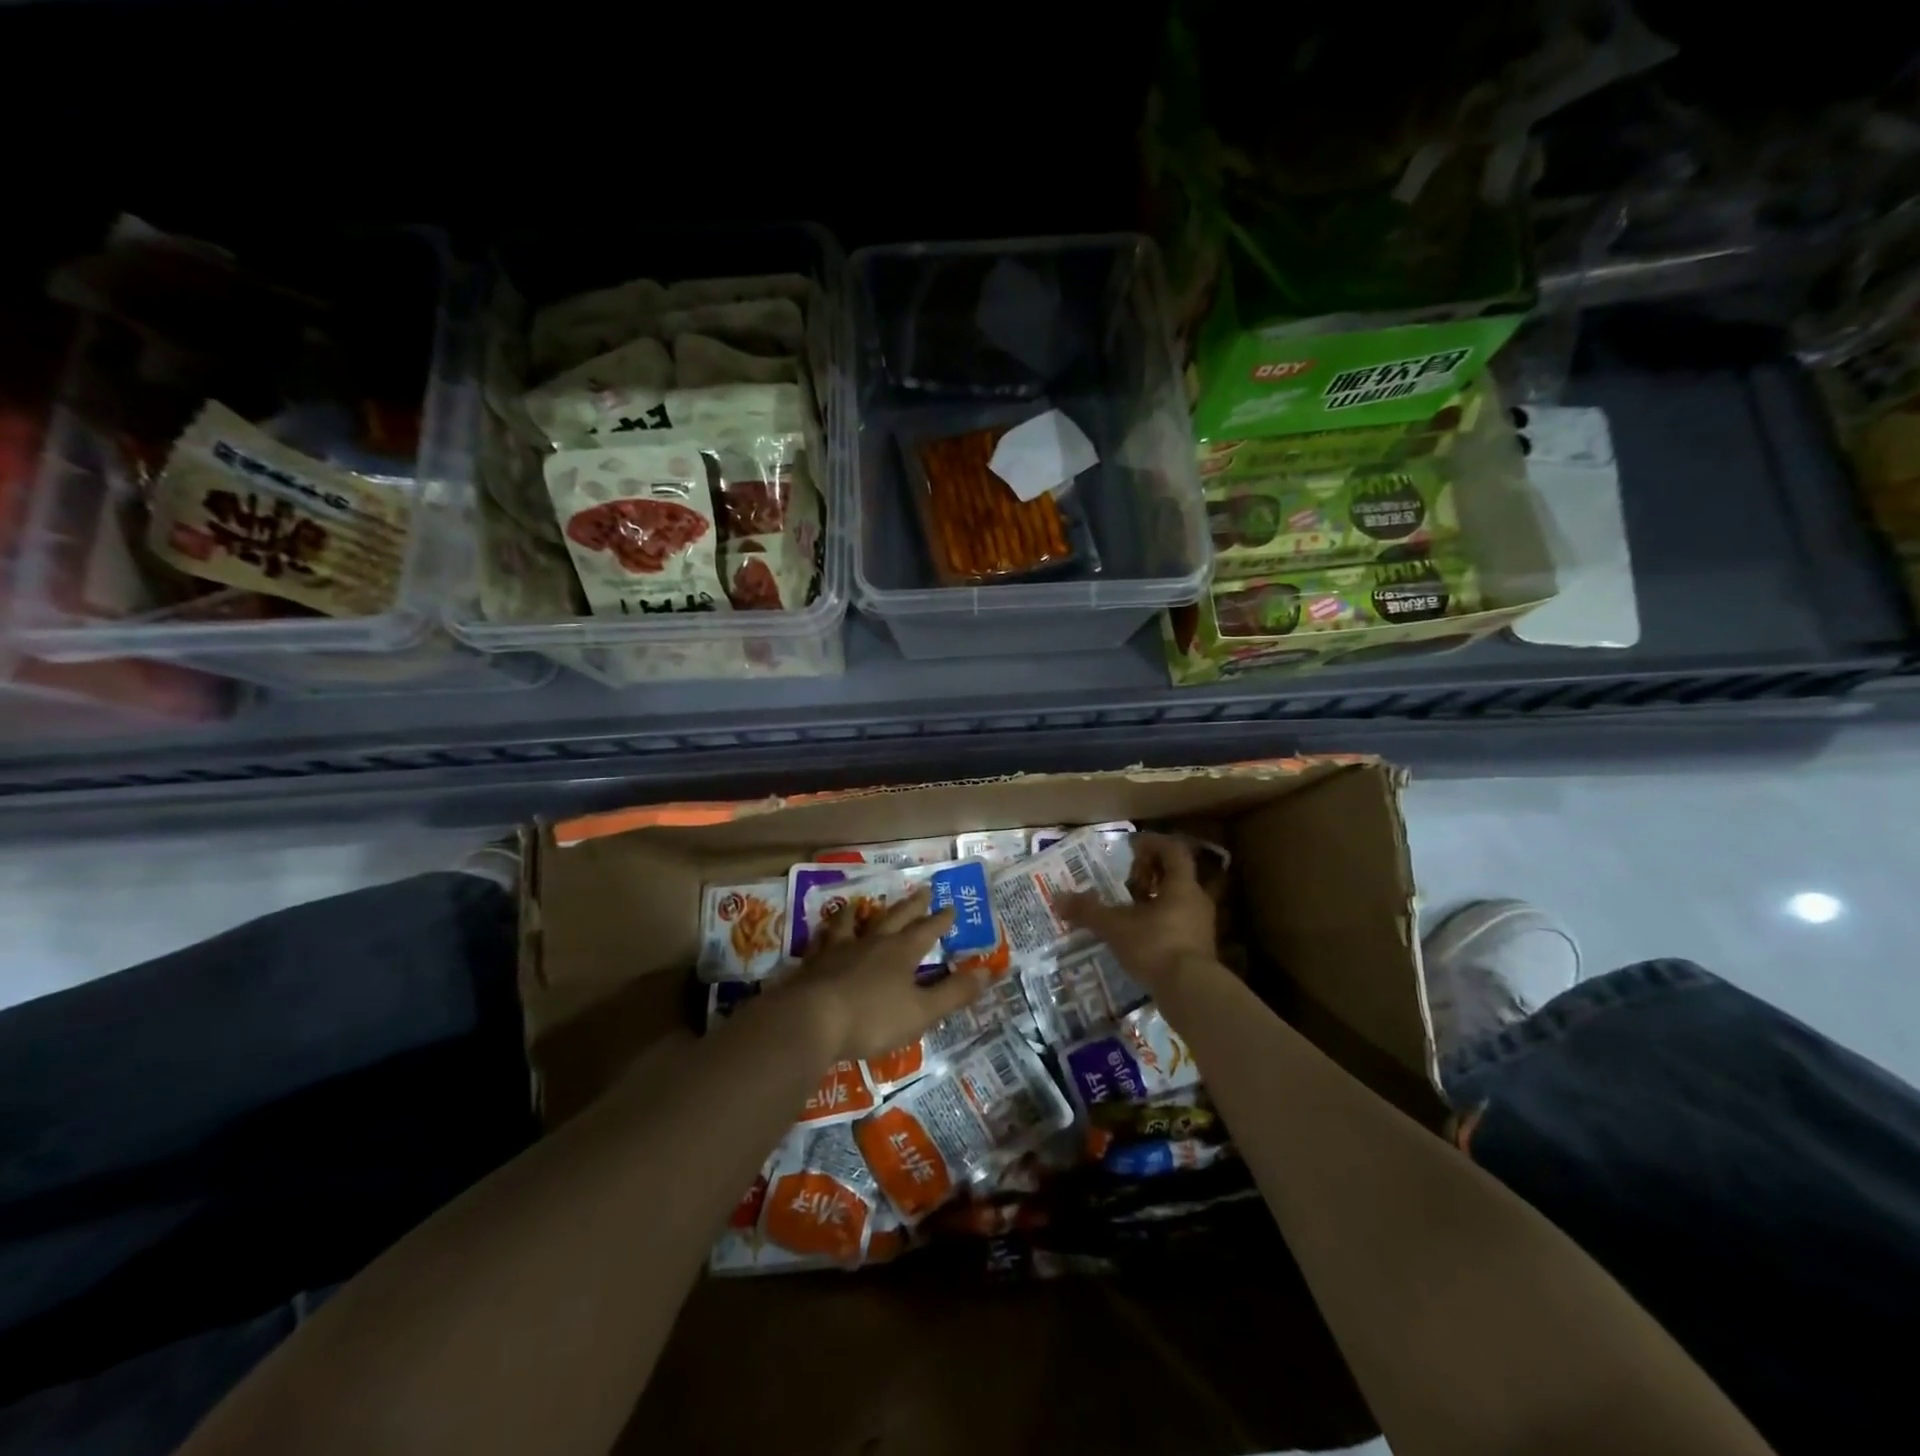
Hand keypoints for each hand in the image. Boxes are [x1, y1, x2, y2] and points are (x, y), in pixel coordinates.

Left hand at [780, 888, 989, 1060]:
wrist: (811, 1019)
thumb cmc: (872, 1018)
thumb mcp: (922, 1011)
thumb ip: (954, 992)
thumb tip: (989, 972)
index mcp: (901, 952)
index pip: (926, 930)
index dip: (941, 920)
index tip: (951, 906)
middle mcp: (871, 943)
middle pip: (894, 918)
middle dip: (911, 905)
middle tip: (922, 889)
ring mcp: (838, 950)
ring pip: (851, 923)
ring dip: (859, 913)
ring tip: (859, 903)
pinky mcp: (812, 964)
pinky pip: (821, 941)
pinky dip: (825, 933)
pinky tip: (821, 933)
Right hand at [1060, 832, 1217, 992]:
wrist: (1191, 992)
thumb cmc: (1156, 946)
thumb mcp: (1116, 927)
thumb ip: (1089, 911)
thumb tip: (1059, 898)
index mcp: (1181, 885)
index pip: (1173, 851)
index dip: (1153, 843)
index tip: (1132, 846)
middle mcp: (1196, 900)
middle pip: (1176, 875)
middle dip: (1150, 873)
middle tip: (1127, 878)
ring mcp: (1200, 926)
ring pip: (1177, 900)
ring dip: (1154, 898)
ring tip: (1128, 907)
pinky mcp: (1198, 948)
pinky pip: (1177, 923)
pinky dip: (1158, 921)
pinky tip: (1138, 934)